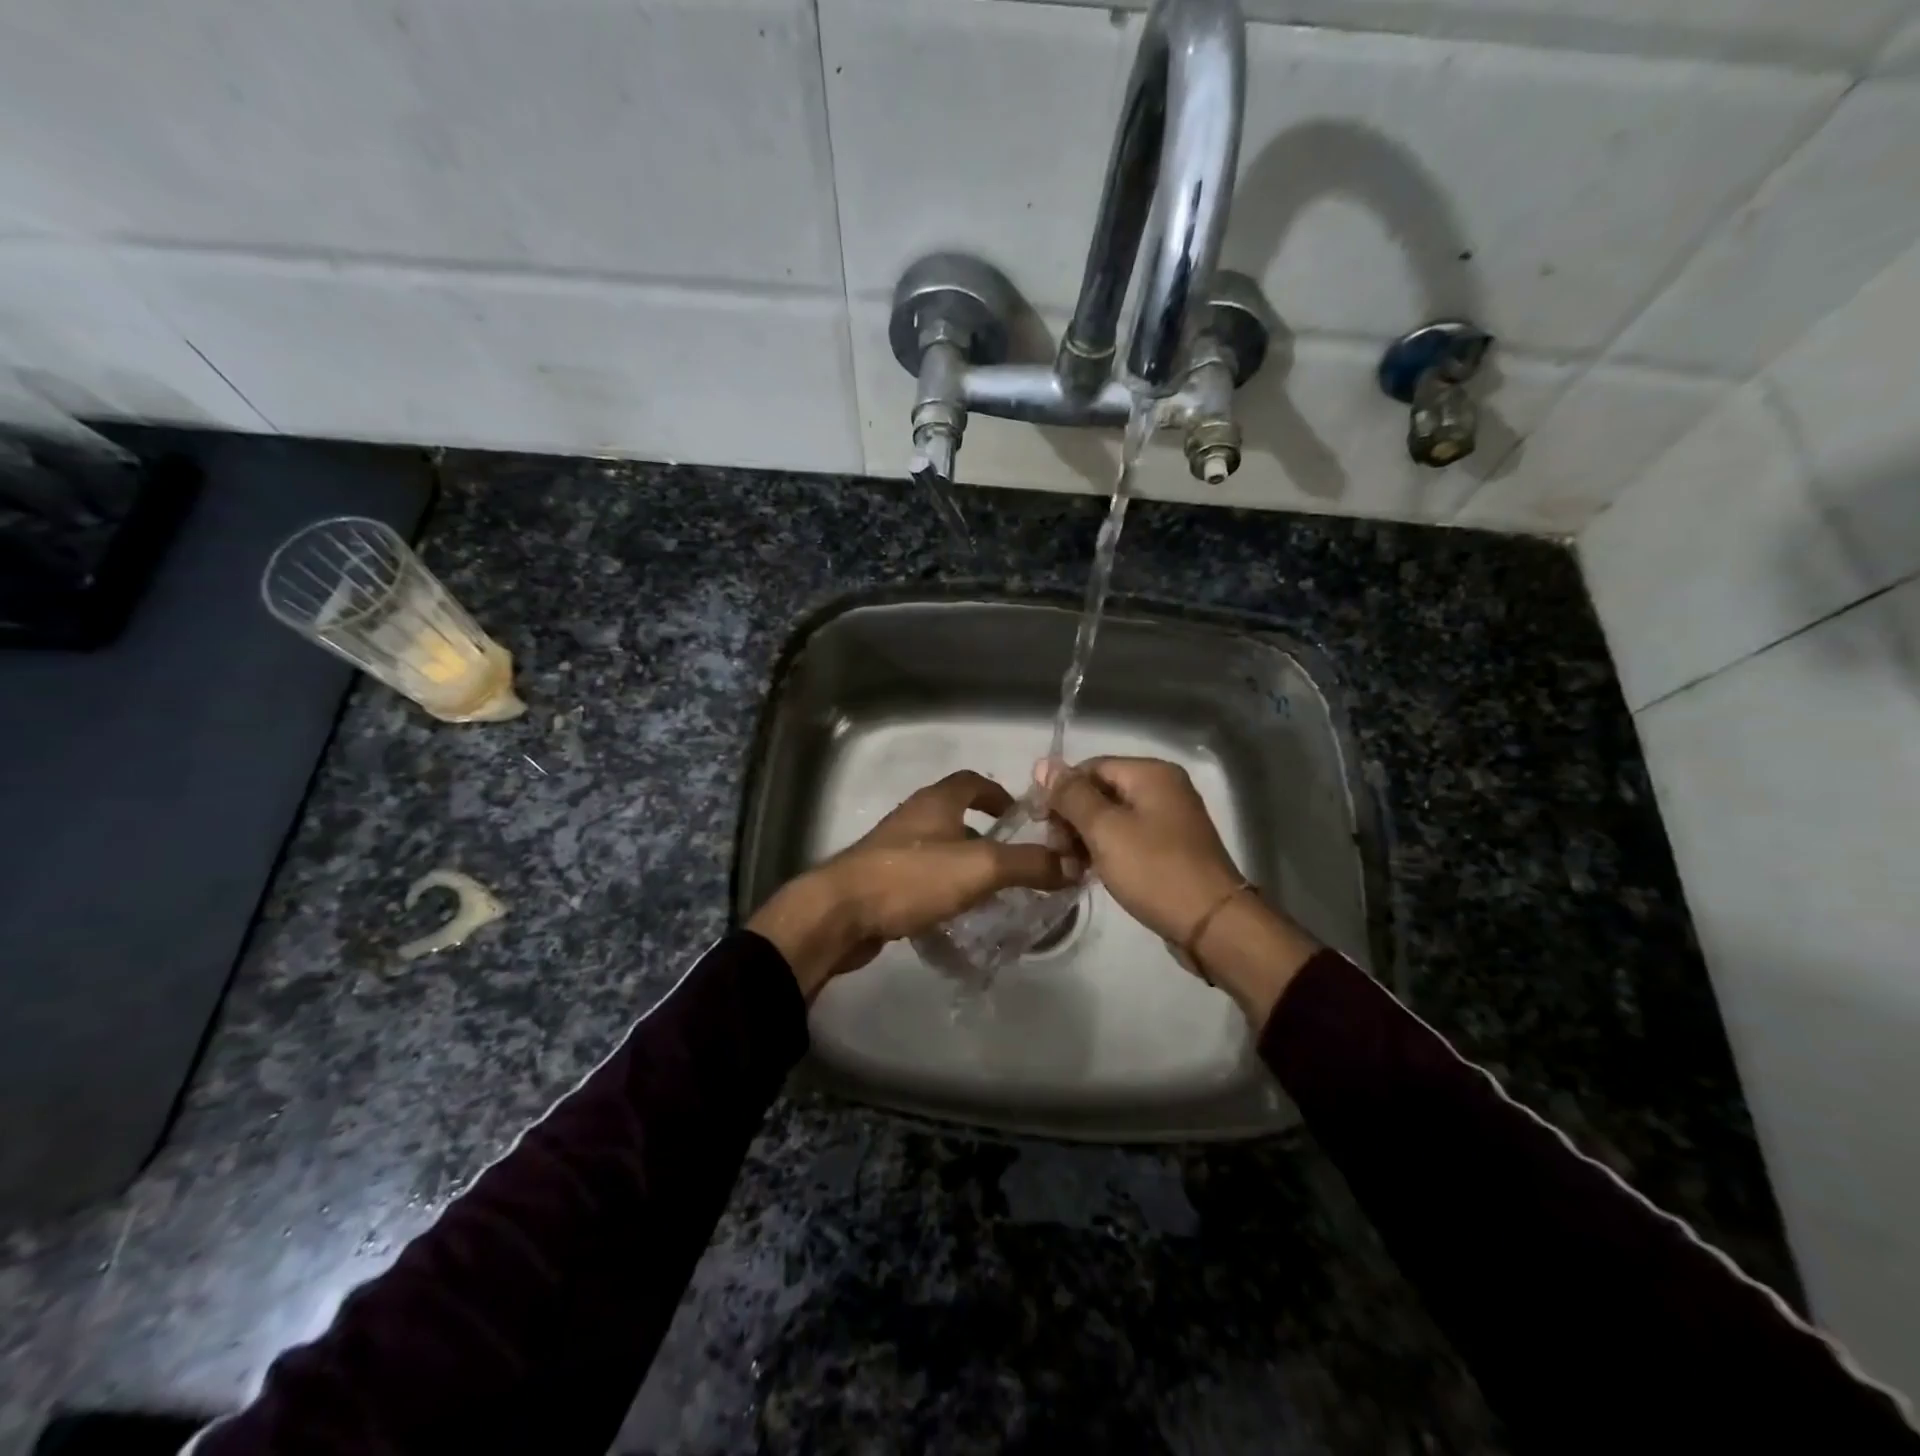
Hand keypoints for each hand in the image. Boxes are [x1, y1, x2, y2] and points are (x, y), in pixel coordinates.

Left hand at [748, 771, 1074, 999]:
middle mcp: (914, 817)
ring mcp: (894, 848)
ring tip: (992, 889)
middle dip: (986, 832)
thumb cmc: (912, 878)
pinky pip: (922, 875)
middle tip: (1015, 860)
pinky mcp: (881, 879)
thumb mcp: (980, 867)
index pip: (972, 781)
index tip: (1020, 816)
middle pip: (955, 813)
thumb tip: (1075, 863)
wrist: (841, 913)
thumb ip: (1029, 864)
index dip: (998, 793)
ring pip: (939, 846)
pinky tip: (956, 912)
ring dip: (965, 861)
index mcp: (936, 802)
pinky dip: (943, 885)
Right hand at [1039, 756, 1319, 1024]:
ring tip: (1070, 868)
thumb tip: (1043, 763)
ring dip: (1084, 839)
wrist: (1212, 924)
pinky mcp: (1170, 847)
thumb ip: (1071, 795)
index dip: (1060, 792)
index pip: (1089, 767)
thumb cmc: (1154, 870)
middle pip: (1100, 791)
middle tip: (1057, 852)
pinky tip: (1089, 872)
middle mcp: (1163, 787)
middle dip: (1072, 819)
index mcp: (1151, 773)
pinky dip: (1105, 850)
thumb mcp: (1105, 830)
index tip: (1039, 824)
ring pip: (1111, 817)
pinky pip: (1128, 837)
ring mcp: (1169, 818)